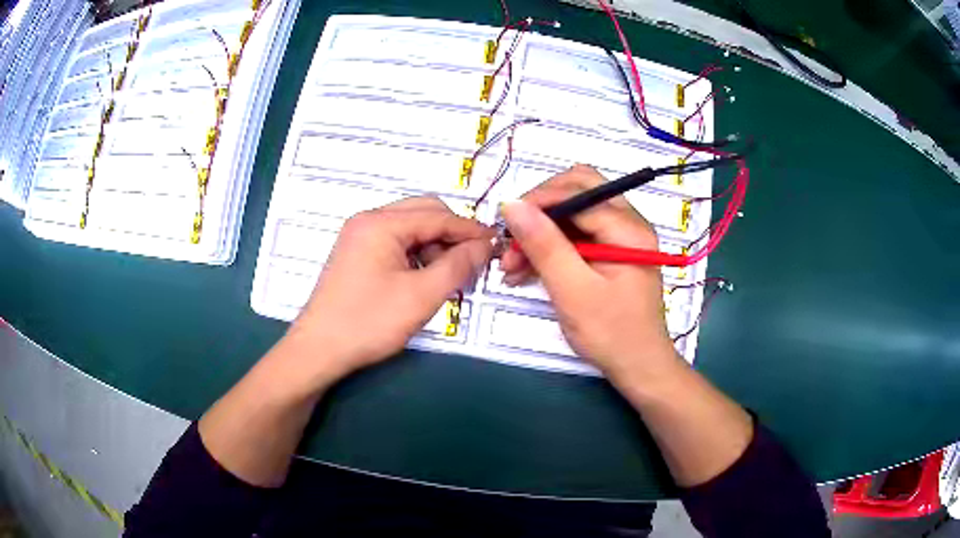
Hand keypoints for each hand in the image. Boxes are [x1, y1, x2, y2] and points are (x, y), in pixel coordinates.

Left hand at [287, 197, 493, 382]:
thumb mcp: (422, 296)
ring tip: (446, 277)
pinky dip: (416, 255)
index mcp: (381, 223)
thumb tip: (484, 246)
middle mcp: (368, 221)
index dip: (470, 230)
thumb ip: (458, 266)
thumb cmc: (369, 322)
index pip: (438, 216)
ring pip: (410, 228)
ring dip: (433, 246)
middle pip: (423, 213)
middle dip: (451, 235)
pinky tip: (423, 279)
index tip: (496, 246)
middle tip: (470, 263)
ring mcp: (359, 236)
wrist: (319, 350)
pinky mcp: (356, 254)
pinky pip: (395, 243)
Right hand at [500, 164, 680, 381]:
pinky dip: (550, 248)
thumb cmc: (611, 333)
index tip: (506, 223)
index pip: (578, 192)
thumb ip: (545, 246)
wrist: (638, 367)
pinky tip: (526, 270)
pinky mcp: (610, 252)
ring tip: (511, 264)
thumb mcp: (573, 291)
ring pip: (573, 214)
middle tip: (512, 239)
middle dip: (540, 211)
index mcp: (628, 228)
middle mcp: (628, 223)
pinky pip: (575, 236)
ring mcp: (620, 237)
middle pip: (578, 192)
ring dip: (540, 232)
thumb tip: (513, 205)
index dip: (538, 200)